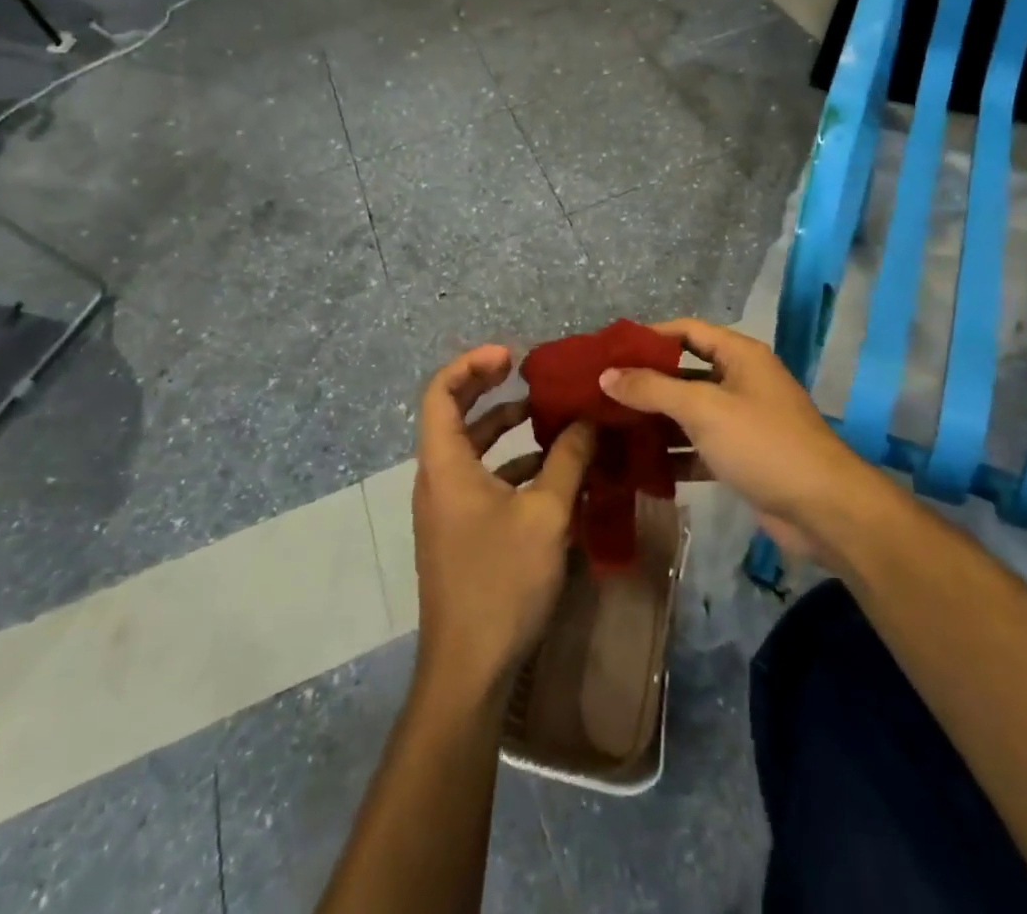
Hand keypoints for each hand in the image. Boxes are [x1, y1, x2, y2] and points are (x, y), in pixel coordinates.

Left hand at [412, 345, 594, 701]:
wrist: (469, 669)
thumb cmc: (502, 582)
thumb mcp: (546, 515)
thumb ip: (567, 460)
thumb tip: (588, 420)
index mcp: (445, 465)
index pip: (440, 392)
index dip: (471, 364)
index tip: (511, 356)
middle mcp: (438, 478)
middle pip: (453, 414)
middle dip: (488, 388)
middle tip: (526, 371)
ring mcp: (447, 507)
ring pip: (471, 449)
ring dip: (504, 427)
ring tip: (548, 415)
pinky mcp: (460, 531)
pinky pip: (481, 479)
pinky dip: (510, 464)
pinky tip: (551, 470)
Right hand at [600, 319, 876, 565]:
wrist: (824, 509)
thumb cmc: (762, 443)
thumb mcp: (703, 409)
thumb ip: (652, 389)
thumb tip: (606, 375)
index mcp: (739, 355)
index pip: (687, 331)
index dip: (649, 337)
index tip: (610, 351)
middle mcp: (741, 381)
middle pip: (685, 373)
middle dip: (646, 383)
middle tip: (602, 393)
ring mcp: (743, 421)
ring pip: (690, 413)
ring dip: (656, 421)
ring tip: (611, 429)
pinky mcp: (742, 457)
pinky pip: (700, 447)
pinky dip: (675, 454)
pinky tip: (641, 467)